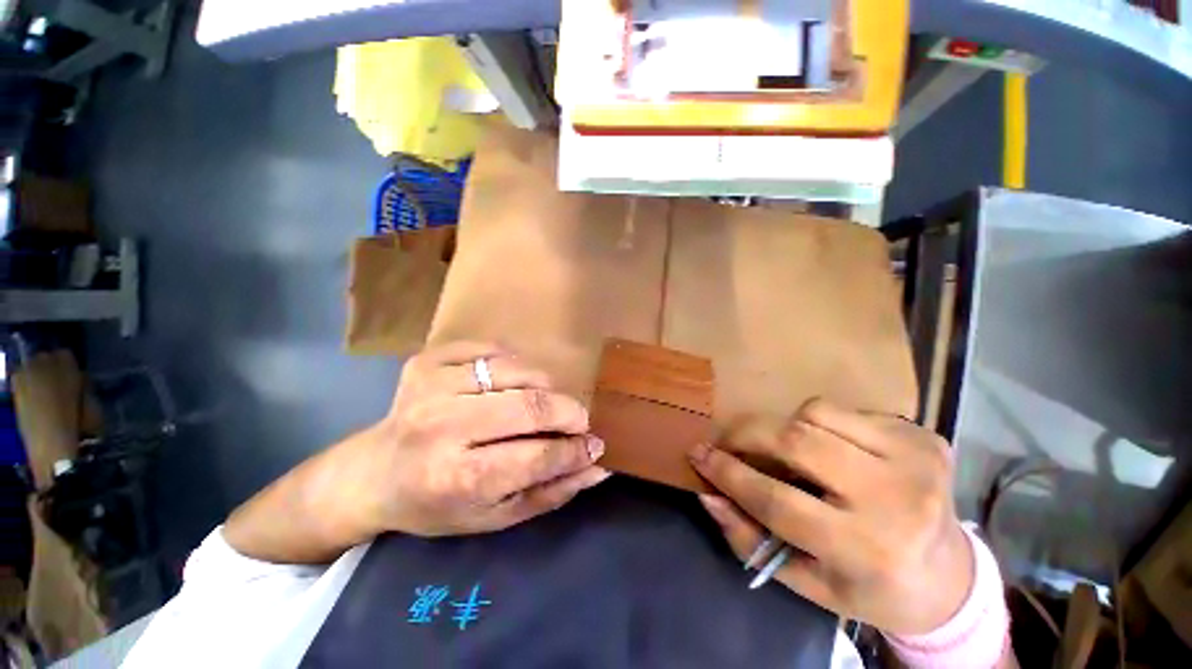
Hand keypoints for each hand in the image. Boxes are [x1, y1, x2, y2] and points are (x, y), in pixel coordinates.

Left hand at [356, 341, 609, 536]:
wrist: (373, 472)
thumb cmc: (437, 503)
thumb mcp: (495, 516)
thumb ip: (551, 491)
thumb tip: (598, 466)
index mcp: (458, 479)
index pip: (538, 455)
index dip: (575, 450)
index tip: (593, 445)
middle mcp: (443, 428)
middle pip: (531, 406)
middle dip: (569, 412)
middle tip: (578, 420)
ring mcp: (433, 386)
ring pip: (517, 371)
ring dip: (545, 385)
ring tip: (545, 401)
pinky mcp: (428, 360)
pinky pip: (492, 349)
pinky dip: (514, 364)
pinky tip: (511, 383)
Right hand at [689, 399, 972, 635]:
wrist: (950, 577)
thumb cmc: (871, 588)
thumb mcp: (807, 583)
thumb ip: (751, 540)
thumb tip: (709, 495)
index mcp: (867, 549)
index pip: (778, 501)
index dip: (728, 473)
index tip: (698, 454)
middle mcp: (896, 499)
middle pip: (797, 441)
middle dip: (748, 434)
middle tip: (728, 441)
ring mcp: (914, 460)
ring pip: (816, 413)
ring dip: (785, 426)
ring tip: (785, 450)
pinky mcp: (922, 436)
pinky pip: (844, 410)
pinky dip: (819, 423)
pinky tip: (829, 448)